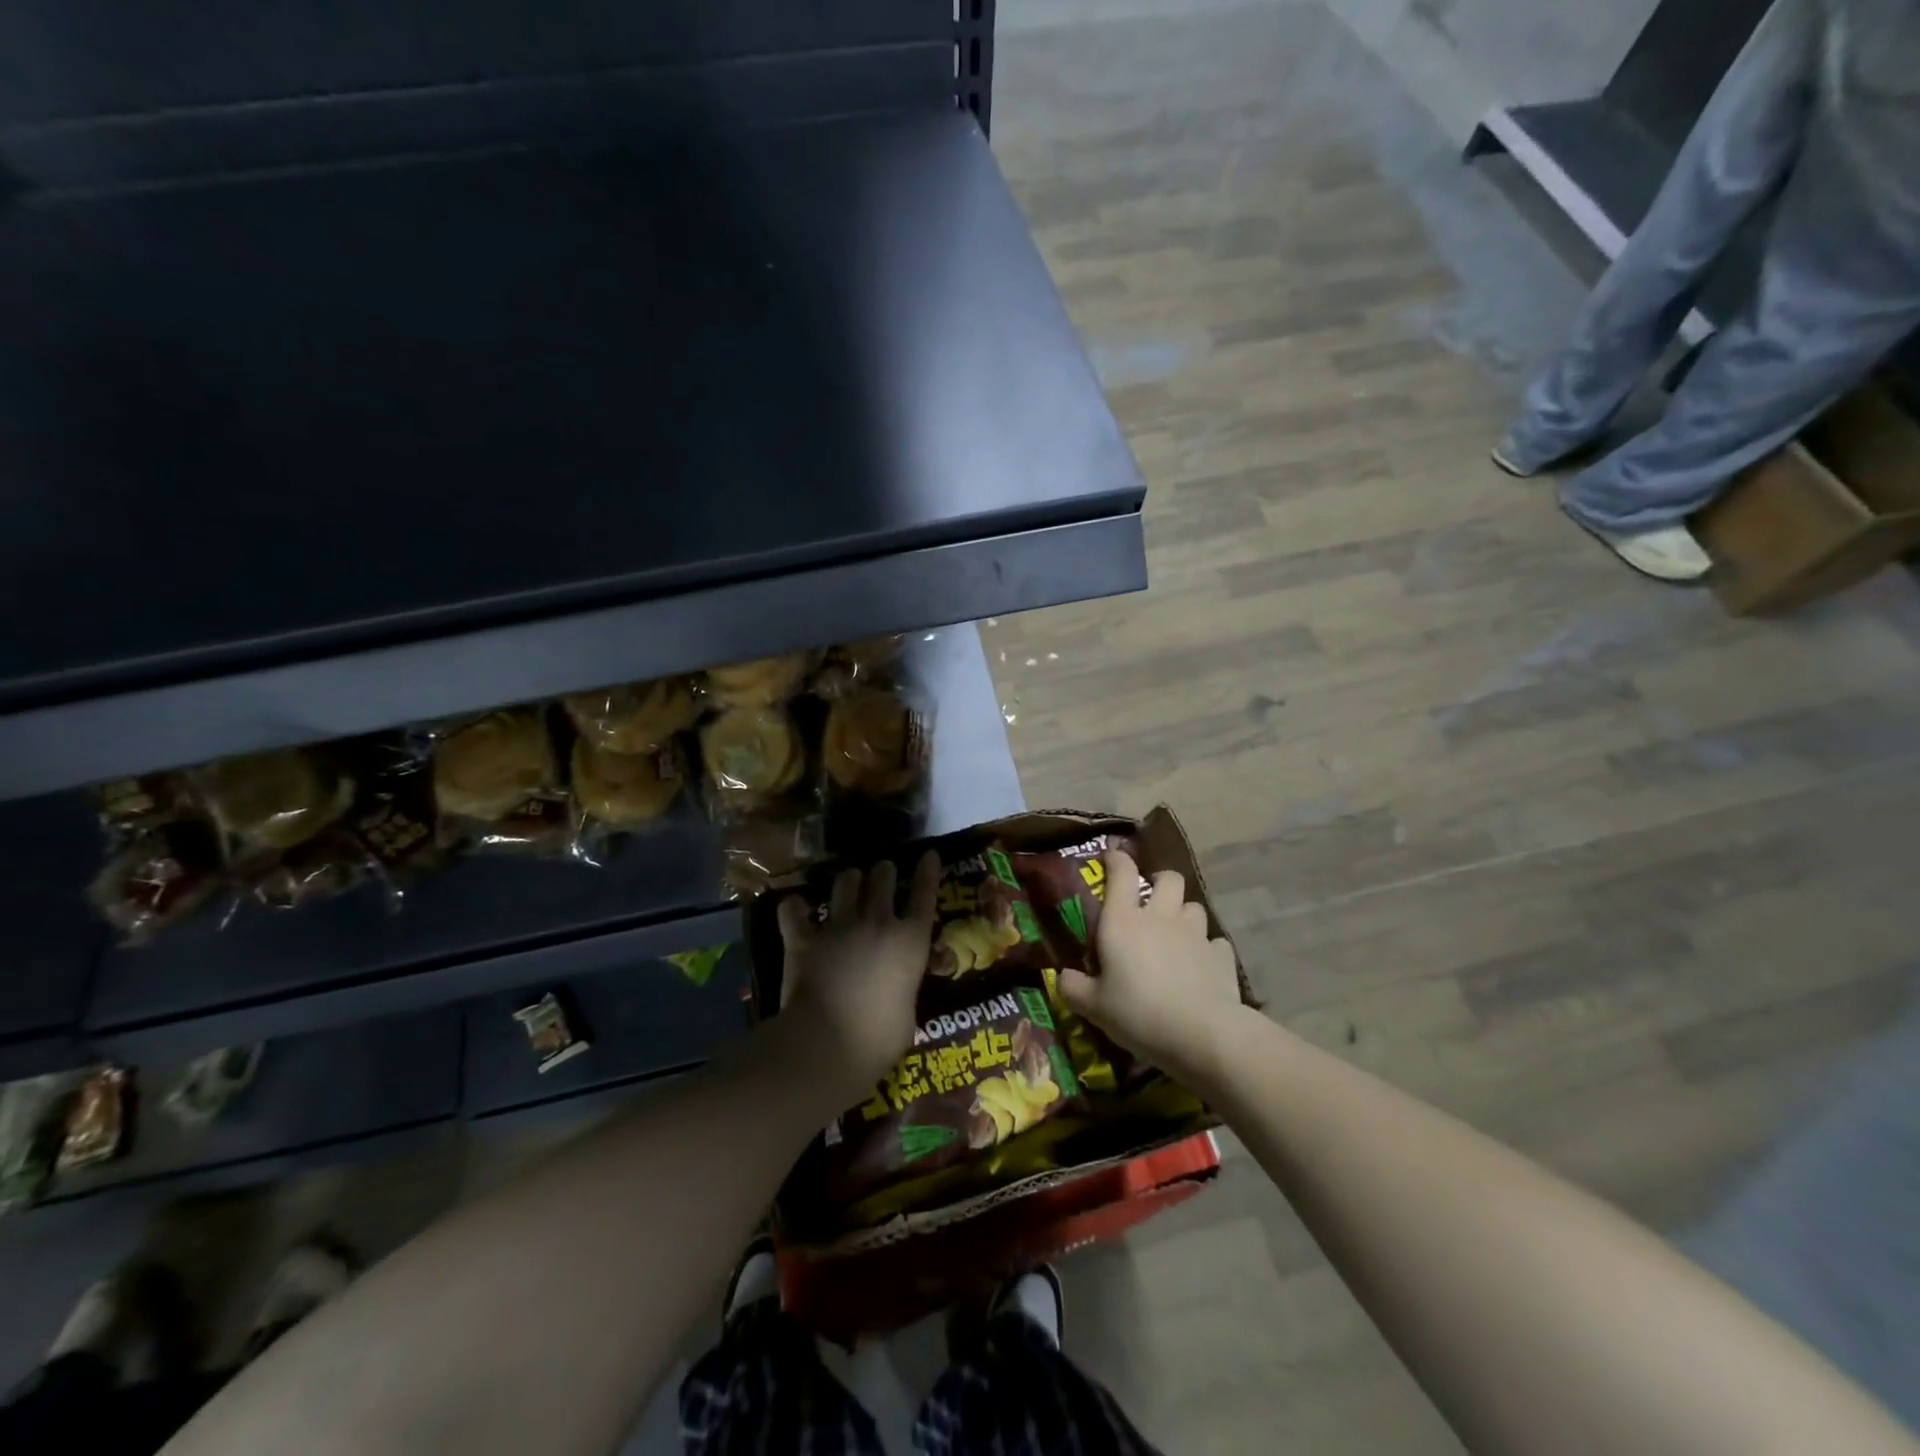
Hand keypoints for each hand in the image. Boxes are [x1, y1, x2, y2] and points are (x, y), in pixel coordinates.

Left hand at [774, 852, 939, 1105]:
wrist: (826, 1045)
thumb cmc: (880, 1039)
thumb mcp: (908, 1013)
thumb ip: (903, 989)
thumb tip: (897, 991)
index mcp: (910, 942)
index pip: (924, 895)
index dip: (928, 872)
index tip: (929, 855)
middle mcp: (877, 923)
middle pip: (882, 877)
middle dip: (883, 872)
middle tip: (882, 874)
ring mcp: (838, 927)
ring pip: (845, 882)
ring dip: (849, 880)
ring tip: (848, 884)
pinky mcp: (804, 939)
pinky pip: (794, 911)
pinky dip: (795, 909)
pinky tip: (796, 910)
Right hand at [1056, 848, 1243, 1086]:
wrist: (1201, 1034)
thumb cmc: (1138, 1013)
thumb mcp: (1094, 1007)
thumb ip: (1074, 988)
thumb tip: (1063, 977)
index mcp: (1123, 921)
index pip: (1121, 872)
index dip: (1116, 860)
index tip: (1111, 858)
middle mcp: (1160, 917)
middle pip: (1168, 878)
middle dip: (1159, 882)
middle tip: (1150, 901)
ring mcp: (1195, 933)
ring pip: (1193, 906)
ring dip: (1183, 914)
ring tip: (1175, 934)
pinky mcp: (1221, 955)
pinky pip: (1214, 942)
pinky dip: (1206, 948)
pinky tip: (1200, 965)